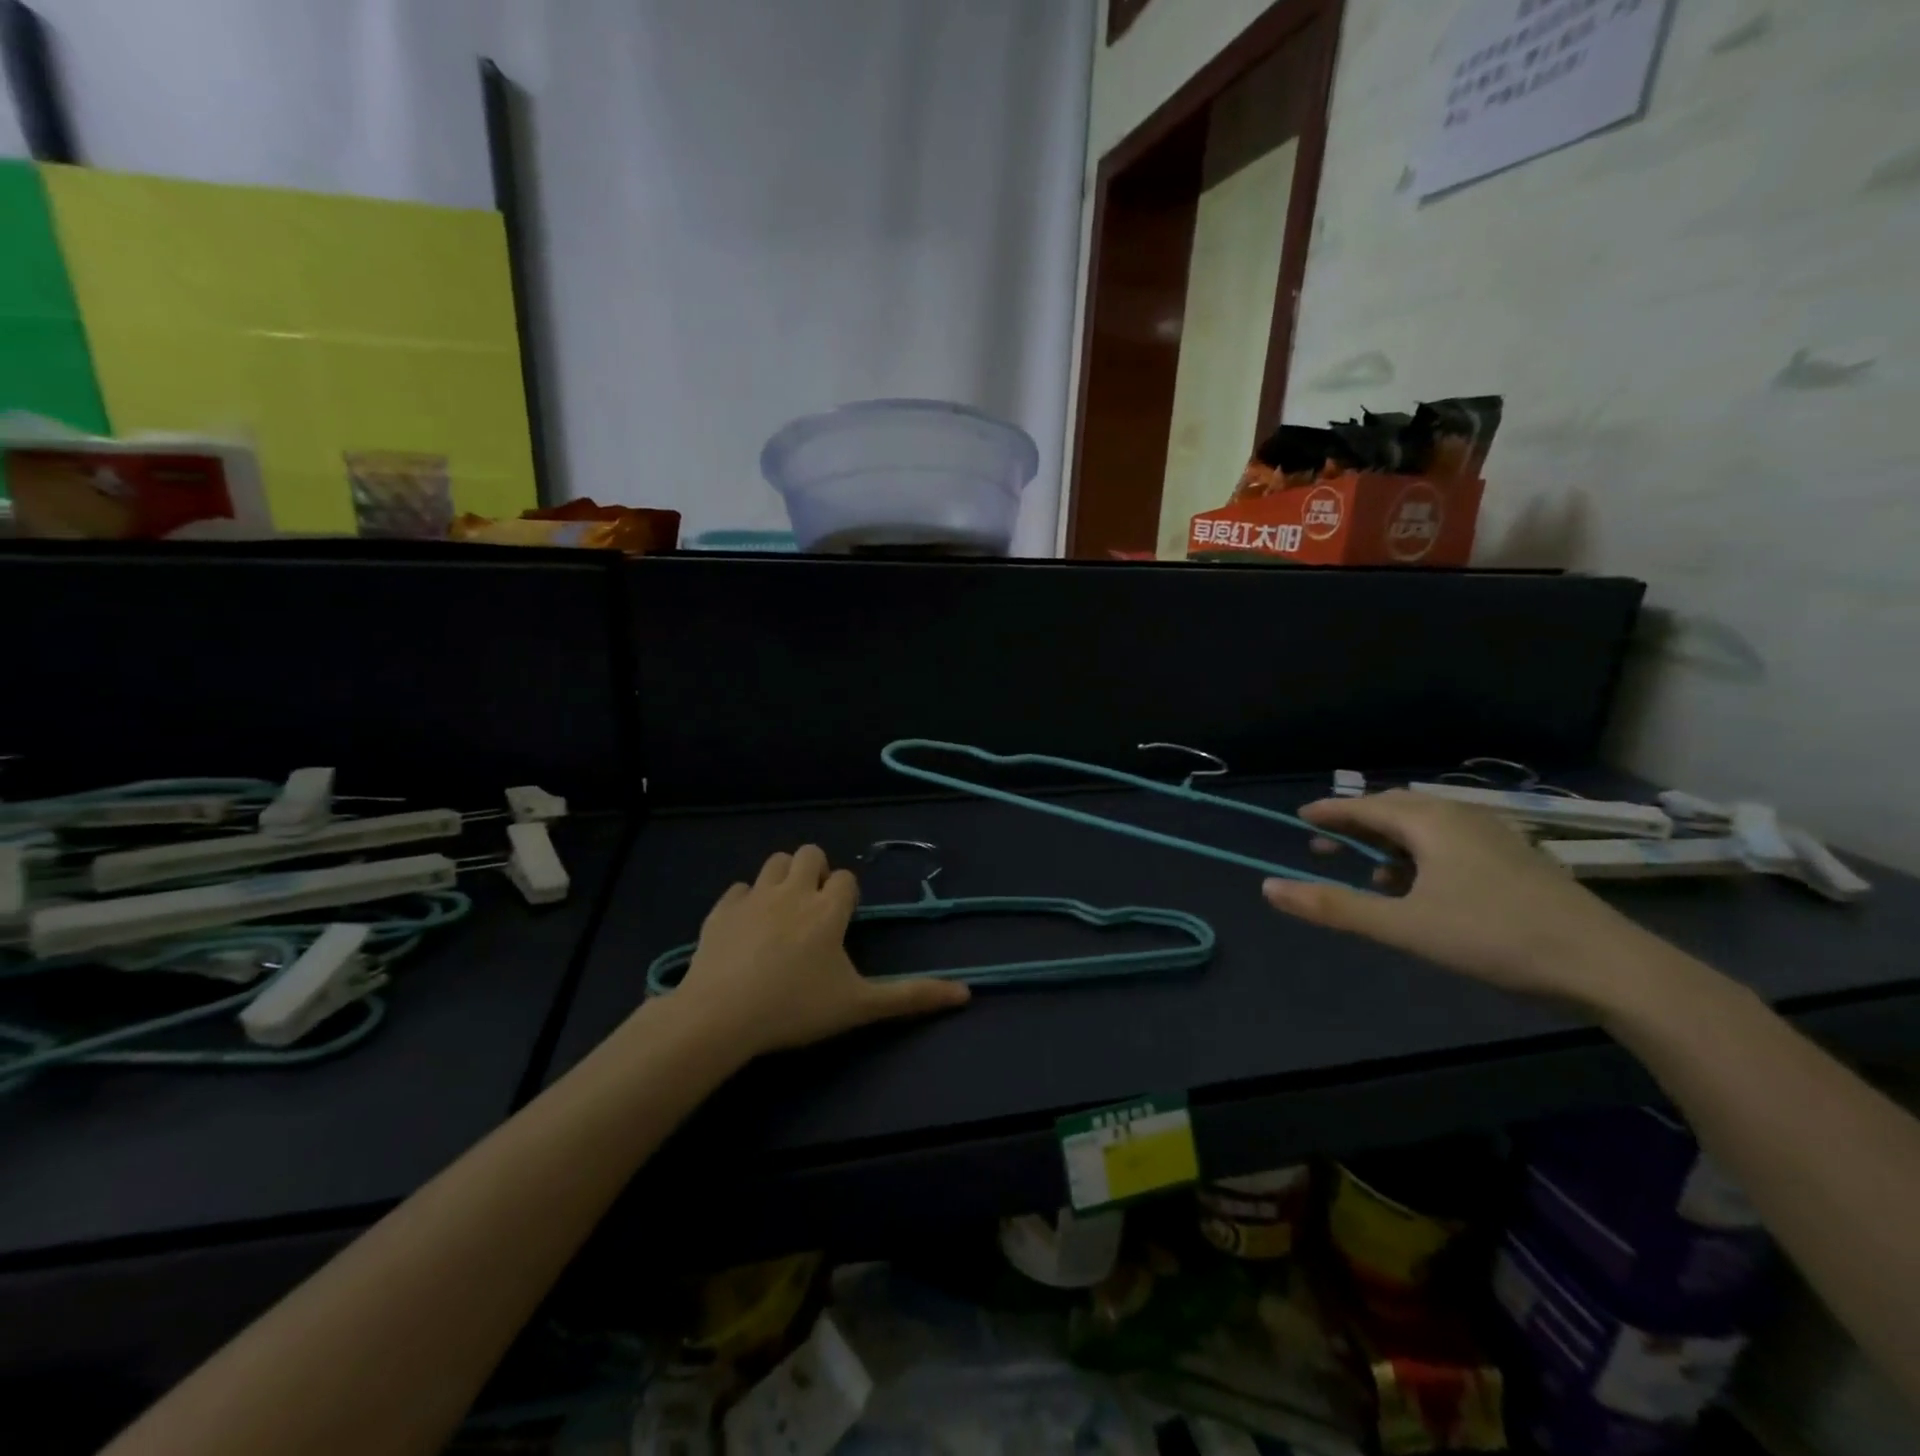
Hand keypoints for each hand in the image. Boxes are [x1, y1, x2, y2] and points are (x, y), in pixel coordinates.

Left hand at [675, 844, 970, 1056]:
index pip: (846, 879)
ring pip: (774, 862)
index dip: (846, 896)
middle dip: (816, 873)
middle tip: (812, 913)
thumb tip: (966, 994)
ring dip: (783, 878)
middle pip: (810, 855)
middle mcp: (794, 891)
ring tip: (782, 914)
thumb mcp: (858, 1006)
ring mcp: (754, 897)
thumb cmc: (795, 1008)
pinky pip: (739, 889)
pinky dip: (747, 901)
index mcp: (828, 909)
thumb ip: (910, 996)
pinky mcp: (721, 910)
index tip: (841, 924)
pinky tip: (746, 930)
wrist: (720, 1016)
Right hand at [1260, 790, 1667, 1008]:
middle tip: (1324, 847)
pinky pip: (1450, 843)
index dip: (1331, 811)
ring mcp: (1493, 837)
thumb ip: (1334, 907)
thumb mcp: (1404, 926)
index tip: (1302, 818)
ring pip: (1425, 828)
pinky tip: (1419, 888)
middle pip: (1395, 811)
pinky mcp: (1514, 861)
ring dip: (1388, 844)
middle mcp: (1460, 818)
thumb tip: (1269, 888)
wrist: (1607, 966)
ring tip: (1367, 872)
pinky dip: (1420, 856)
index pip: (1366, 806)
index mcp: (1431, 822)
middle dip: (1356, 827)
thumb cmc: (1495, 937)